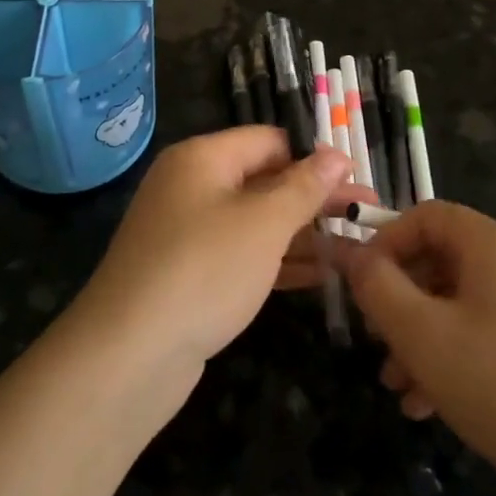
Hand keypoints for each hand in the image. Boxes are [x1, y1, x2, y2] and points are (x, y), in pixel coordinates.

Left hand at [76, 128, 367, 367]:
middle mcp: (191, 187)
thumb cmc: (204, 270)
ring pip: (256, 221)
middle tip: (367, 215)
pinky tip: (321, 274)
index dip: (314, 157)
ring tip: (355, 247)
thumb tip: (337, 154)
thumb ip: (304, 187)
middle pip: (264, 180)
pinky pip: (242, 255)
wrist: (128, 355)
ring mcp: (187, 233)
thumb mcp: (264, 223)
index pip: (269, 140)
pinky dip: (279, 260)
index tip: (357, 179)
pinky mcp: (189, 274)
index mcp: (202, 158)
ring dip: (303, 233)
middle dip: (315, 198)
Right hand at [343, 202, 495, 495]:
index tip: (361, 285)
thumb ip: (378, 287)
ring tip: (399, 388)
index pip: (426, 215)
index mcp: (494, 244)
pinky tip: (436, 407)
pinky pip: (494, 334)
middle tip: (376, 342)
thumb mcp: (424, 335)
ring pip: (466, 305)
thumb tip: (351, 253)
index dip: (385, 242)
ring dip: (425, 338)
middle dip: (401, 300)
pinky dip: (459, 357)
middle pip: (444, 262)